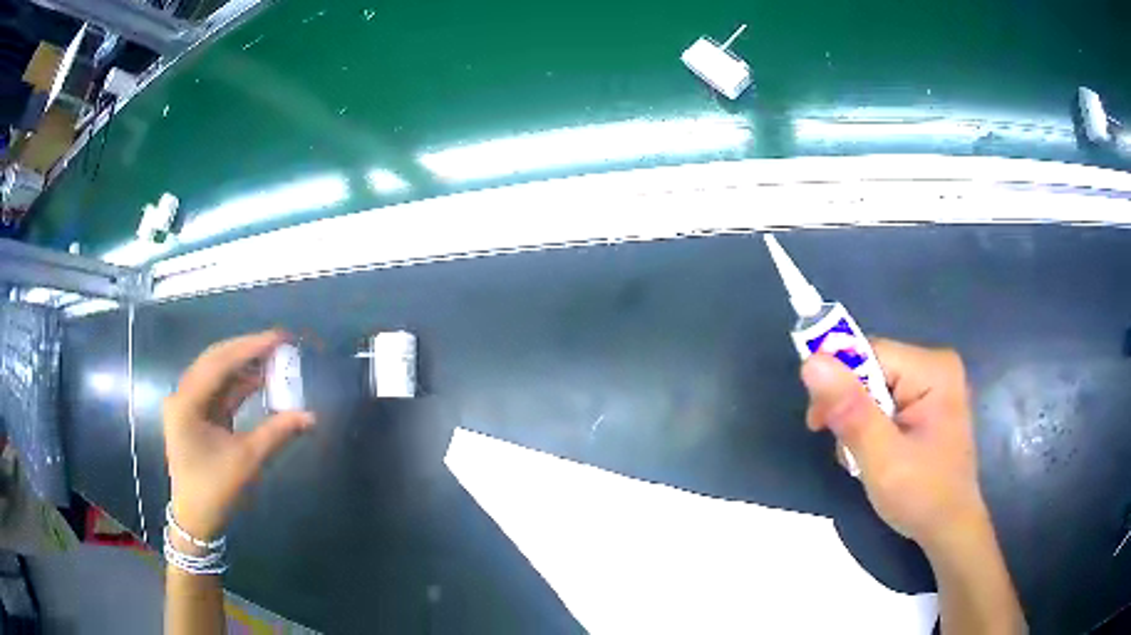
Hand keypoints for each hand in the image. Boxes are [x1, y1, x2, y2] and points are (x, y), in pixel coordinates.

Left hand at [163, 330, 314, 540]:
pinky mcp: (196, 414)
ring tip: (274, 357)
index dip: (250, 347)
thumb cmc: (216, 490)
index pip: (219, 363)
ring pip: (217, 373)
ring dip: (244, 365)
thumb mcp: (247, 461)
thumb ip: (277, 433)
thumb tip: (311, 416)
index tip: (279, 337)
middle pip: (216, 360)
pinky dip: (239, 383)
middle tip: (279, 342)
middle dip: (247, 350)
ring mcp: (188, 404)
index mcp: (187, 402)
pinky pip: (219, 390)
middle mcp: (183, 395)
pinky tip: (260, 379)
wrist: (196, 518)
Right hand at [801, 339, 983, 551]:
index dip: (838, 384)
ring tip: (864, 460)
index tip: (818, 425)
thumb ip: (851, 411)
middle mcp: (936, 366)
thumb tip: (811, 363)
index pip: (870, 354)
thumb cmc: (922, 497)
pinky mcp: (929, 404)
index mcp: (933, 369)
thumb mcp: (882, 459)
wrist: (949, 529)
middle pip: (872, 369)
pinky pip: (886, 401)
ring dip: (858, 422)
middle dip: (850, 410)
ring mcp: (934, 385)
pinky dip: (872, 428)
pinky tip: (876, 454)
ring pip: (875, 388)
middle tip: (846, 451)